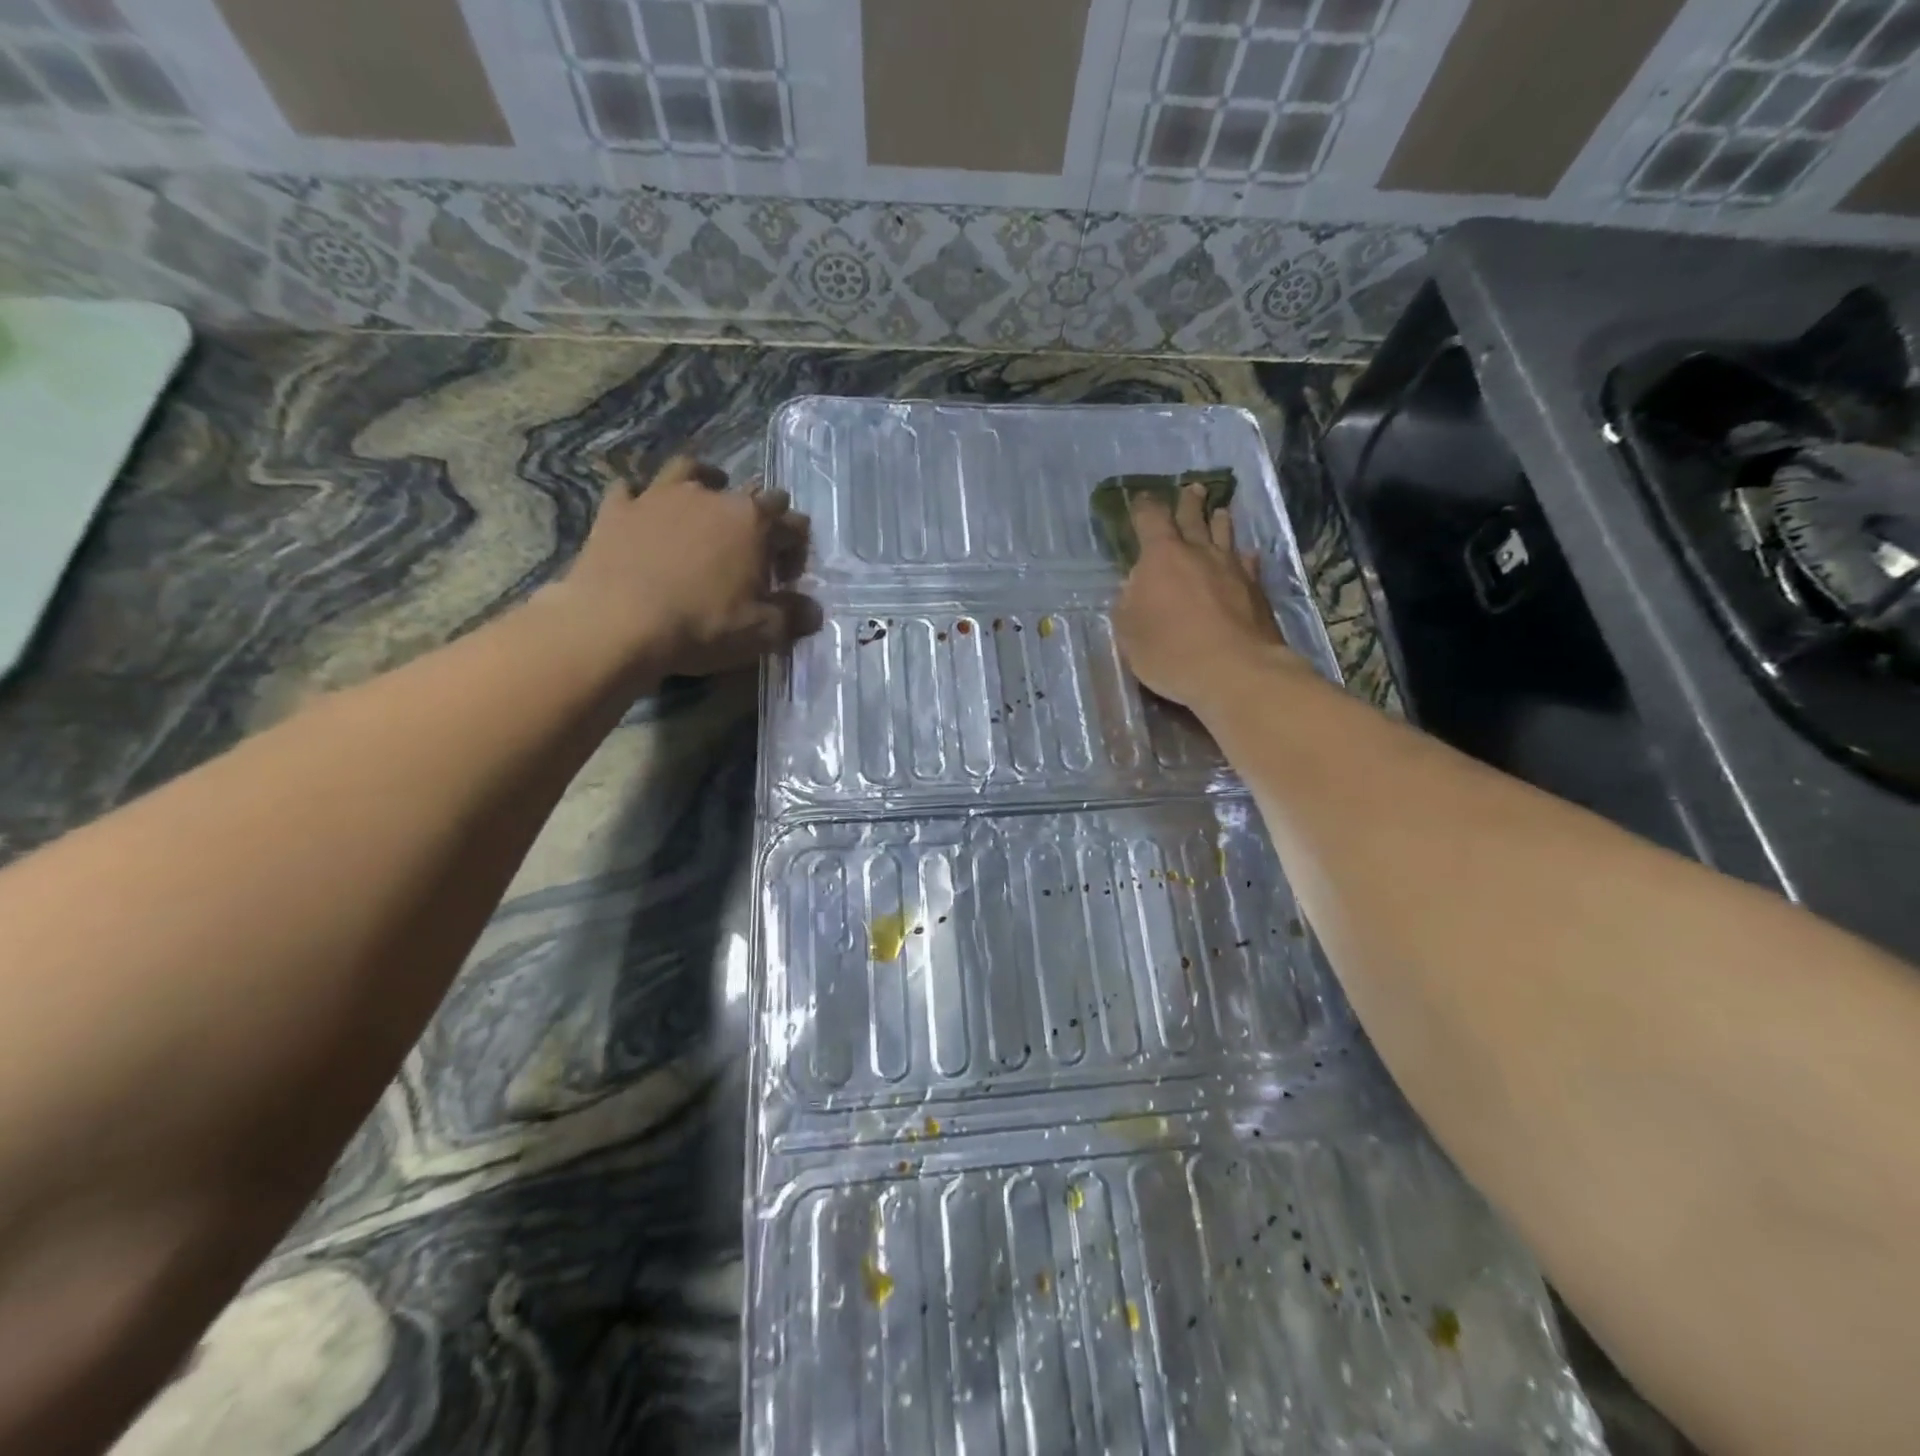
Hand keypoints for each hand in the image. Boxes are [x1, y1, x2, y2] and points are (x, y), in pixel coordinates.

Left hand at [548, 455, 818, 680]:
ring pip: (691, 470)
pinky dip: (642, 499)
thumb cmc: (701, 626)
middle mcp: (712, 496)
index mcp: (754, 522)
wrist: (616, 624)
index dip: (797, 550)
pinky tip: (643, 513)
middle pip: (751, 492)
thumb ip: (793, 616)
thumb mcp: (761, 632)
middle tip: (755, 550)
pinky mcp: (618, 508)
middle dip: (762, 516)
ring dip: (705, 482)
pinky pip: (631, 489)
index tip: (787, 580)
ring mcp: (660, 495)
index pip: (792, 523)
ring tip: (706, 502)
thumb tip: (813, 609)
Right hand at [1113, 483, 1294, 710]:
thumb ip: (1128, 603)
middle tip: (1191, 488)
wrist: (1234, 671)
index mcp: (1161, 557)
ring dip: (1219, 521)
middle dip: (1188, 502)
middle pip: (1193, 517)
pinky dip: (1243, 557)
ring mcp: (1232, 568)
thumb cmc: (1169, 651)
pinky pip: (1248, 563)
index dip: (1144, 506)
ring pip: (1225, 534)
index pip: (1151, 519)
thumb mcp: (1129, 632)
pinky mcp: (1256, 589)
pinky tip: (1246, 557)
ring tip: (1220, 511)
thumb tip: (1135, 587)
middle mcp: (1199, 552)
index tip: (1142, 498)